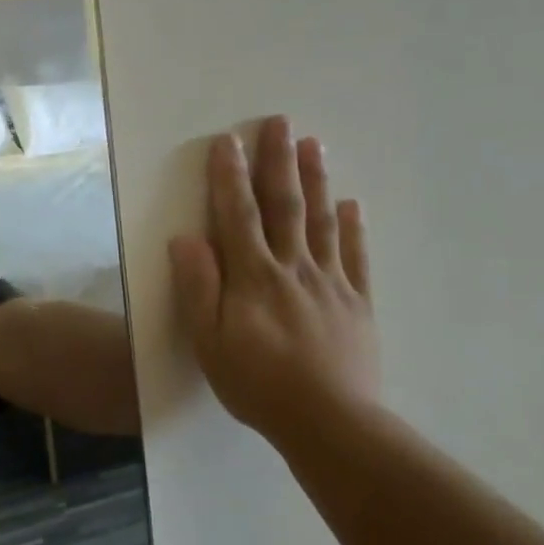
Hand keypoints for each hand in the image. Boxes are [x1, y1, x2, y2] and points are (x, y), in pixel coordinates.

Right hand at [169, 116, 379, 441]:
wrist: (329, 423)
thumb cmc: (258, 383)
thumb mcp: (210, 341)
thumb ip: (198, 288)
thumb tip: (186, 238)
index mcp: (254, 277)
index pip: (238, 215)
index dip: (230, 177)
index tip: (227, 141)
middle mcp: (293, 268)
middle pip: (285, 206)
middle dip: (278, 162)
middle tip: (279, 121)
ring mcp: (330, 283)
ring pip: (321, 222)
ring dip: (315, 181)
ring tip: (313, 144)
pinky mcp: (357, 304)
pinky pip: (355, 257)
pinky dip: (353, 228)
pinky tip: (351, 206)